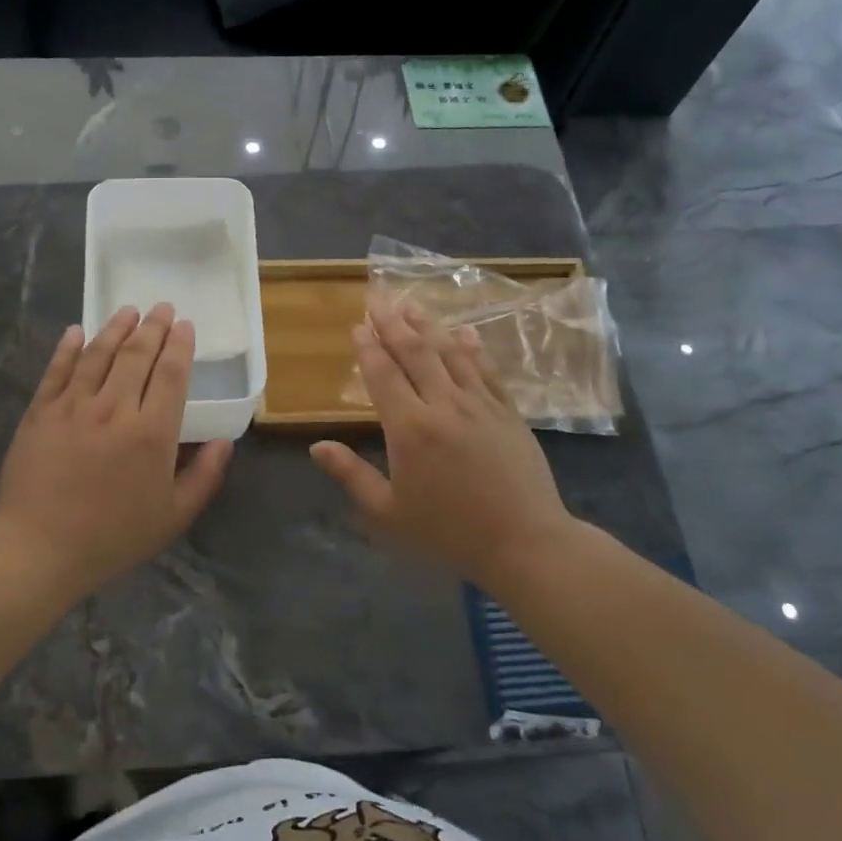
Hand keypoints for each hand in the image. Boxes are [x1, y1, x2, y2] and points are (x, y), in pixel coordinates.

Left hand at [0, 303, 232, 594]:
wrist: (39, 549)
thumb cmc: (113, 537)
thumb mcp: (173, 517)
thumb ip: (204, 476)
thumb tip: (225, 441)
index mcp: (151, 433)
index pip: (170, 374)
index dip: (179, 345)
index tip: (185, 325)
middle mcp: (114, 409)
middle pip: (136, 355)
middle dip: (153, 327)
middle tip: (162, 308)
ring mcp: (73, 407)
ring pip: (98, 355)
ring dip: (116, 328)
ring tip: (128, 311)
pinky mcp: (40, 412)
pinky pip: (57, 371)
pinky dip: (68, 347)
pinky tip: (77, 331)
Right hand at [310, 301, 575, 587]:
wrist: (524, 542)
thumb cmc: (448, 532)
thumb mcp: (388, 512)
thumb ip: (351, 474)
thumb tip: (317, 446)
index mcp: (410, 428)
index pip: (383, 375)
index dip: (368, 348)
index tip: (357, 324)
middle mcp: (443, 405)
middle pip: (415, 353)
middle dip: (393, 324)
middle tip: (378, 299)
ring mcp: (480, 404)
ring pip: (450, 354)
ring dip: (429, 327)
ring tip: (412, 305)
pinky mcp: (508, 412)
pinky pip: (486, 370)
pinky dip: (472, 348)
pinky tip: (464, 332)